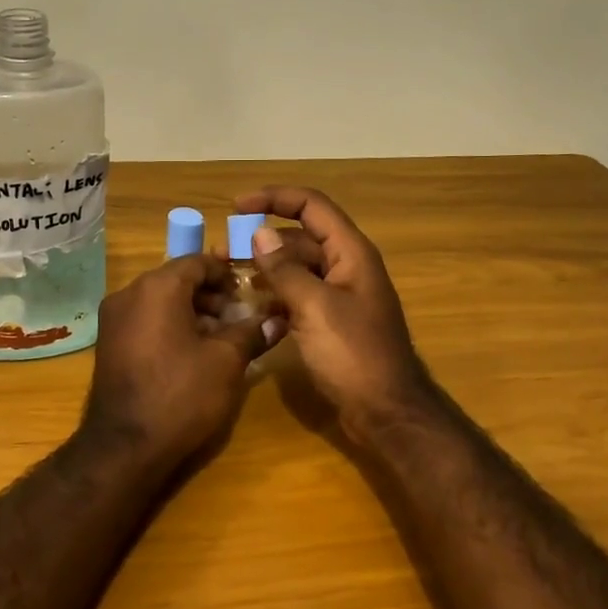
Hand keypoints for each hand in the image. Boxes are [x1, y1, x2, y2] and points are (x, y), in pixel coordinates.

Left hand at [82, 255, 277, 468]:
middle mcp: (128, 294)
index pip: (196, 262)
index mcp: (156, 288)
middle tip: (239, 316)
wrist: (125, 446)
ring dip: (192, 311)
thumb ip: (252, 332)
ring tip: (221, 337)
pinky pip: (145, 321)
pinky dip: (170, 326)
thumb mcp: (226, 362)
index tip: (249, 289)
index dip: (226, 272)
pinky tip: (193, 352)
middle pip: (177, 280)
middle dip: (211, 295)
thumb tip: (278, 320)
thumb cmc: (181, 395)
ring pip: (160, 301)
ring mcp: (113, 320)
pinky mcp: (109, 345)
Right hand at [233, 186, 432, 434]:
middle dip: (262, 239)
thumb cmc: (353, 354)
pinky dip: (276, 295)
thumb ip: (285, 269)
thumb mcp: (314, 307)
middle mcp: (346, 266)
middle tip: (222, 252)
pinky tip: (252, 307)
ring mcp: (340, 295)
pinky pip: (299, 295)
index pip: (311, 206)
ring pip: (297, 268)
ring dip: (266, 268)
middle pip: (300, 237)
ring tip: (229, 277)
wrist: (385, 410)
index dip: (274, 198)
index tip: (236, 206)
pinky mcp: (331, 321)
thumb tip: (259, 234)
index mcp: (351, 253)